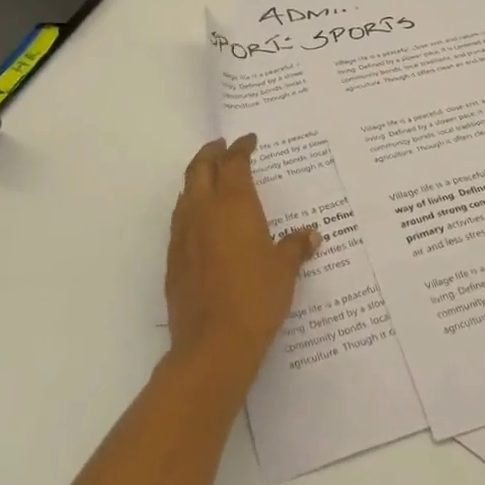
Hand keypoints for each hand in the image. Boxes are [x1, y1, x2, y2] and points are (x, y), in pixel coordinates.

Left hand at [165, 135, 318, 388]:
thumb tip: (311, 235)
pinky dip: (190, 207)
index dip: (241, 148)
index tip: (249, 141)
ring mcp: (183, 234)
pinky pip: (180, 219)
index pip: (234, 163)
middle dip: (211, 153)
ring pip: (185, 192)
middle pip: (200, 168)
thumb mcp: (284, 270)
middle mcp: (204, 211)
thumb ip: (295, 247)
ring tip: (210, 177)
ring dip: (197, 178)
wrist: (213, 343)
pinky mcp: (173, 259)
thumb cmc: (256, 297)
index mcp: (234, 204)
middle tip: (223, 147)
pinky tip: (201, 220)